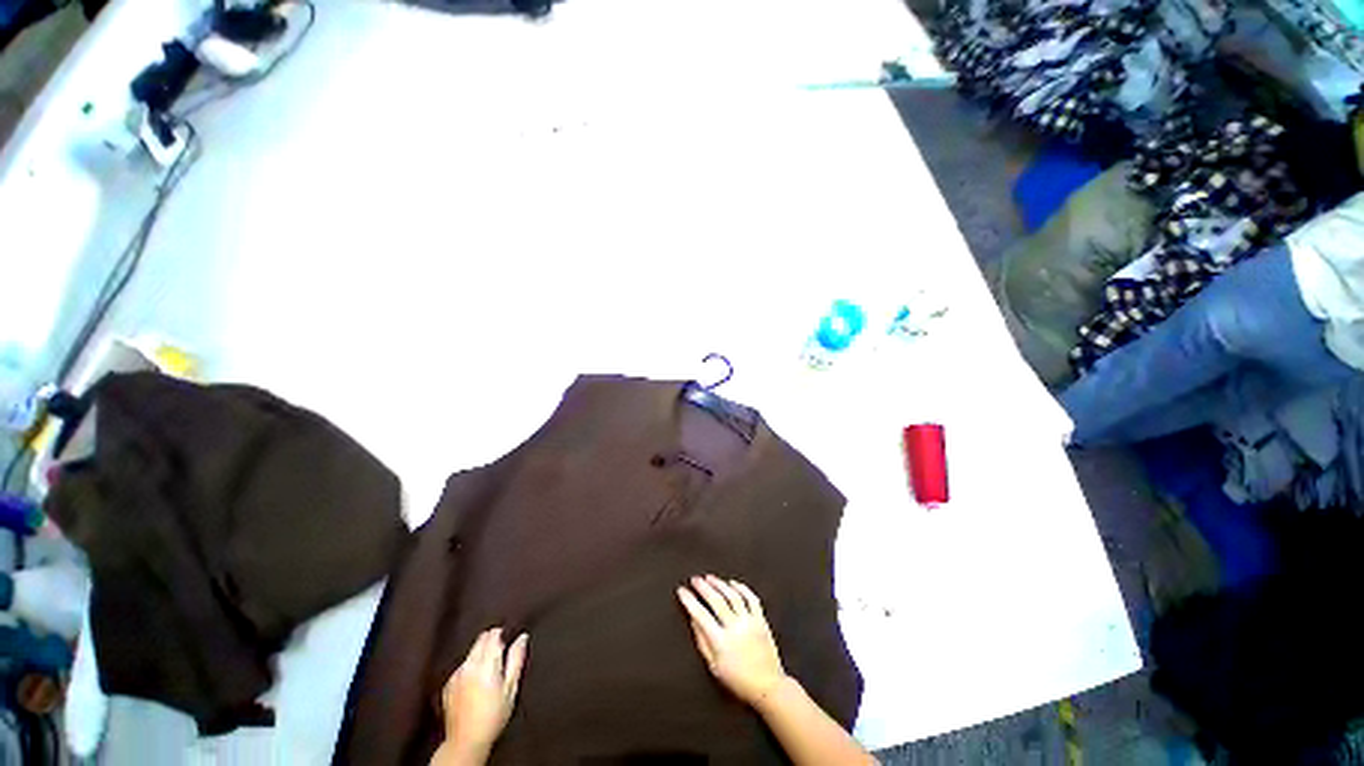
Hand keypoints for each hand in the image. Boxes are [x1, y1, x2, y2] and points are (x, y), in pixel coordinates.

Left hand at [439, 628, 528, 760]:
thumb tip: (522, 637)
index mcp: (486, 664)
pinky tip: (475, 684)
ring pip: (471, 652)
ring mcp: (456, 674)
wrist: (466, 741)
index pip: (493, 635)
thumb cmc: (494, 715)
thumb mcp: (511, 688)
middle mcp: (469, 665)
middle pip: (480, 640)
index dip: (502, 634)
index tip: (508, 641)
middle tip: (501, 657)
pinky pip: (462, 666)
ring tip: (488, 672)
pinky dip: (470, 668)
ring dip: (480, 654)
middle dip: (491, 642)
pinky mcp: (448, 684)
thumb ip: (516, 659)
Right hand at [676, 575, 788, 706]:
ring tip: (709, 577)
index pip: (700, 615)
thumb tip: (693, 619)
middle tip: (694, 579)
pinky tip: (732, 583)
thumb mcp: (714, 666)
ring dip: (720, 584)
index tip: (681, 590)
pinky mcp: (761, 620)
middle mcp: (735, 628)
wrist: (768, 686)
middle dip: (703, 587)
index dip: (689, 600)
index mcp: (721, 641)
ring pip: (733, 596)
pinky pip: (751, 598)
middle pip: (716, 600)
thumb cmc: (738, 680)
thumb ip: (702, 641)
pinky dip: (742, 588)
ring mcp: (750, 622)